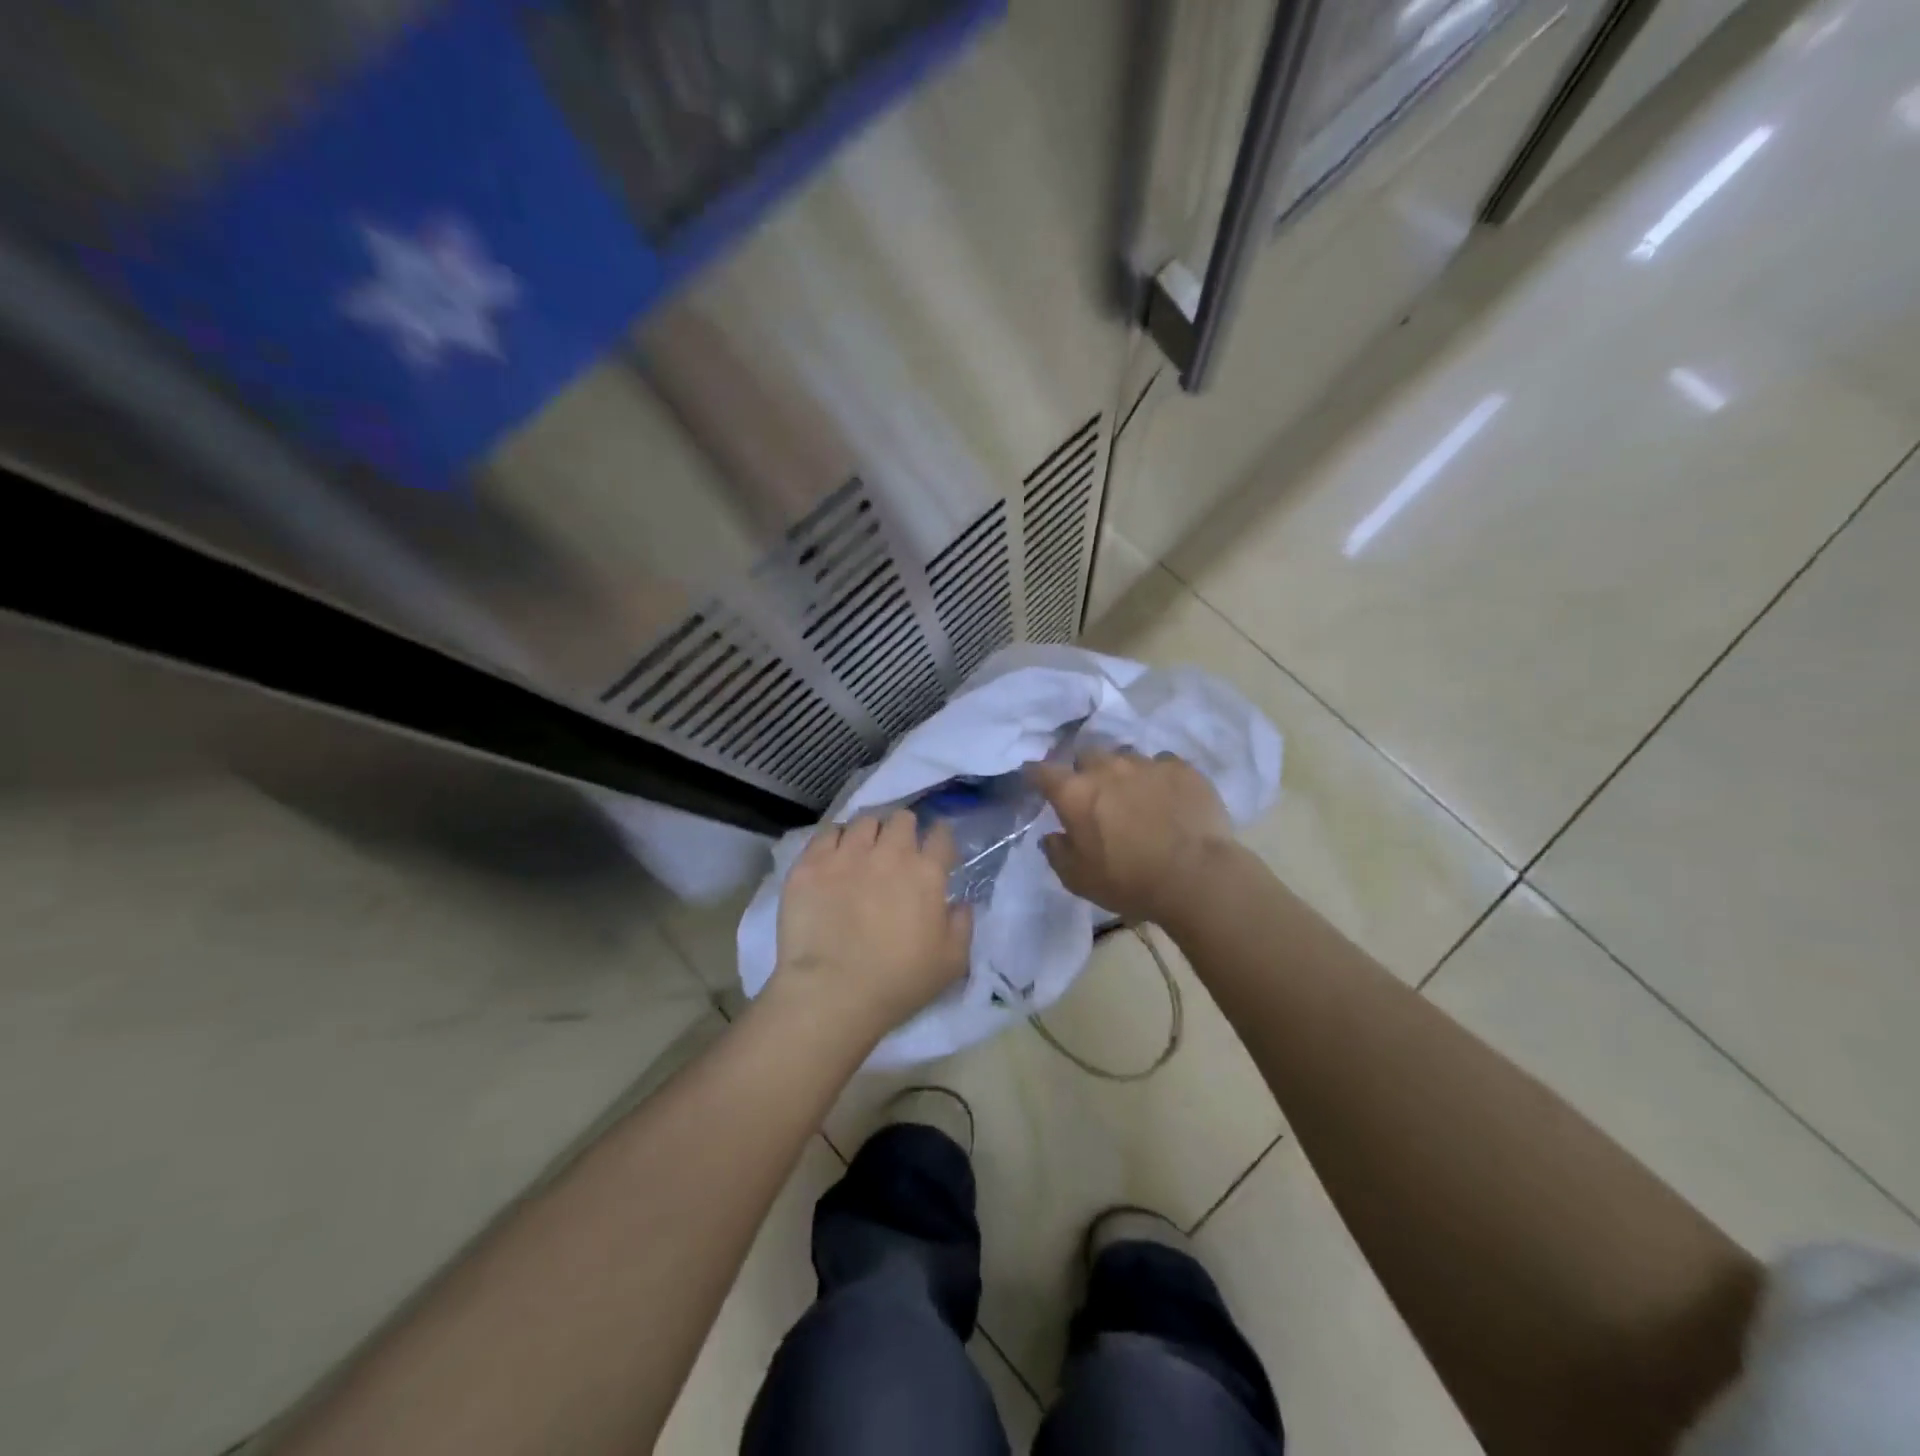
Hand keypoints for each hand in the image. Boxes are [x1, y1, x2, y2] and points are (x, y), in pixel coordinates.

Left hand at [772, 809, 971, 1040]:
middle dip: (903, 829)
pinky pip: (826, 833)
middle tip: (897, 850)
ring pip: (863, 821)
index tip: (936, 847)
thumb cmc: (898, 982)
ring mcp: (847, 854)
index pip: (941, 835)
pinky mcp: (811, 863)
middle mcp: (890, 853)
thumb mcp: (952, 962)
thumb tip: (960, 902)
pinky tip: (833, 856)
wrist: (833, 992)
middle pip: (901, 819)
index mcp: (926, 873)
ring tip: (862, 850)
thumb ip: (963, 925)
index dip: (940, 837)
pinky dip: (834, 840)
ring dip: (868, 833)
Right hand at [1029, 749, 1238, 925]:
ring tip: (1135, 795)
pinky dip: (1159, 777)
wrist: (1196, 876)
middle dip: (1085, 771)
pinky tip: (1168, 796)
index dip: (1035, 775)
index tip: (1034, 780)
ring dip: (1123, 773)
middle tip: (1094, 795)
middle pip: (1086, 755)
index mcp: (1075, 793)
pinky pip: (1163, 763)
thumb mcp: (1079, 879)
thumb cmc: (1129, 881)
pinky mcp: (1182, 768)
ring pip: (1125, 757)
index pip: (1042, 772)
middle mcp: (1107, 768)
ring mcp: (1147, 764)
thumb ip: (1057, 853)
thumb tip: (1052, 836)